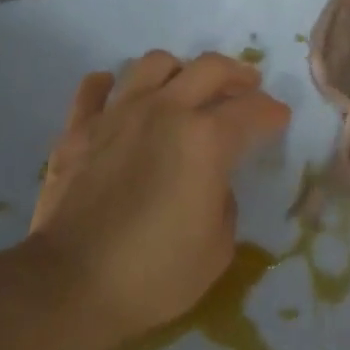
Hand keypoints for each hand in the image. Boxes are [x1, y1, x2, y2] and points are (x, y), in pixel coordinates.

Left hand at [30, 51, 289, 349]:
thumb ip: (223, 201)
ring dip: (178, 71)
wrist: (70, 285)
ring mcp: (117, 114)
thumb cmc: (155, 273)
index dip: (272, 113)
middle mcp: (164, 111)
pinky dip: (112, 86)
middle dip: (237, 74)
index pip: (252, 110)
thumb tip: (211, 181)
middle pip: (209, 68)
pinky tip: (119, 97)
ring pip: (153, 64)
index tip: (279, 119)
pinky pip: (94, 88)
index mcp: (206, 139)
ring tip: (184, 88)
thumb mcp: (218, 247)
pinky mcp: (78, 129)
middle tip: (247, 87)